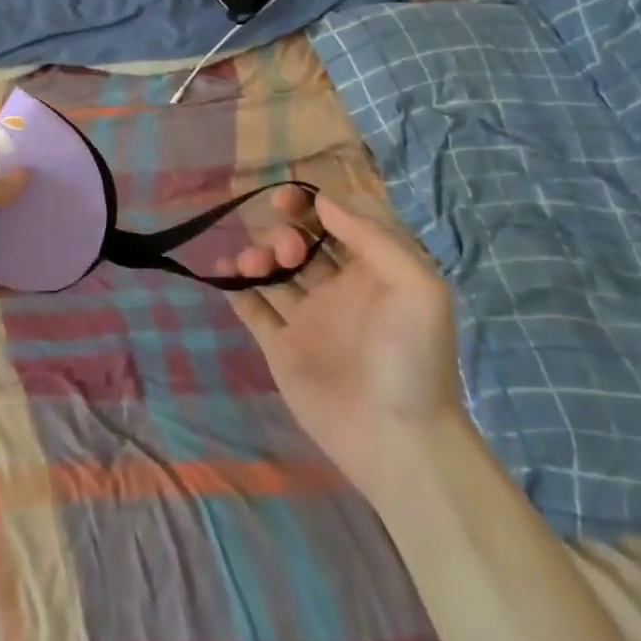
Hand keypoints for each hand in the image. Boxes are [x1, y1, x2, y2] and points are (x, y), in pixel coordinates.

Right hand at [218, 188, 464, 501]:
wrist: (397, 441)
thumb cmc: (412, 357)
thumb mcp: (417, 286)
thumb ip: (372, 236)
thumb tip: (323, 201)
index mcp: (373, 272)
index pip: (337, 222)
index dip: (312, 203)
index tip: (287, 199)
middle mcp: (338, 288)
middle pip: (301, 241)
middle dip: (285, 232)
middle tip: (286, 250)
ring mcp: (307, 318)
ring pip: (273, 270)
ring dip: (257, 254)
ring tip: (253, 265)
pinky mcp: (280, 346)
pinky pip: (252, 306)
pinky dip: (234, 285)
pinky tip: (223, 270)